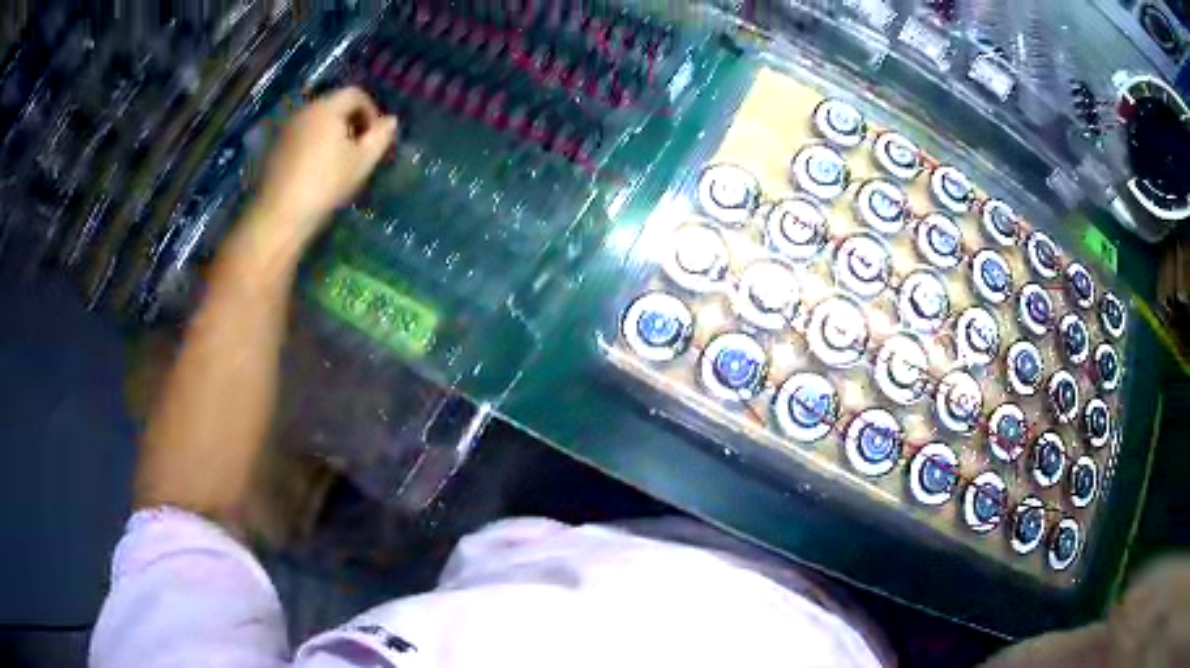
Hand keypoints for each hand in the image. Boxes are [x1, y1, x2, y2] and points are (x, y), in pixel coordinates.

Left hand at [251, 87, 397, 251]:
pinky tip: (316, 170)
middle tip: (359, 149)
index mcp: (327, 108)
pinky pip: (302, 136)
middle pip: (334, 105)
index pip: (355, 94)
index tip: (375, 137)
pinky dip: (314, 144)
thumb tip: (390, 121)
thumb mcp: (362, 161)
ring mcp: (286, 129)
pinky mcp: (275, 147)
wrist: (280, 215)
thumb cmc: (326, 184)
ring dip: (332, 133)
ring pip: (317, 121)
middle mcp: (305, 110)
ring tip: (338, 161)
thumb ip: (380, 136)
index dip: (371, 111)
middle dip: (351, 122)